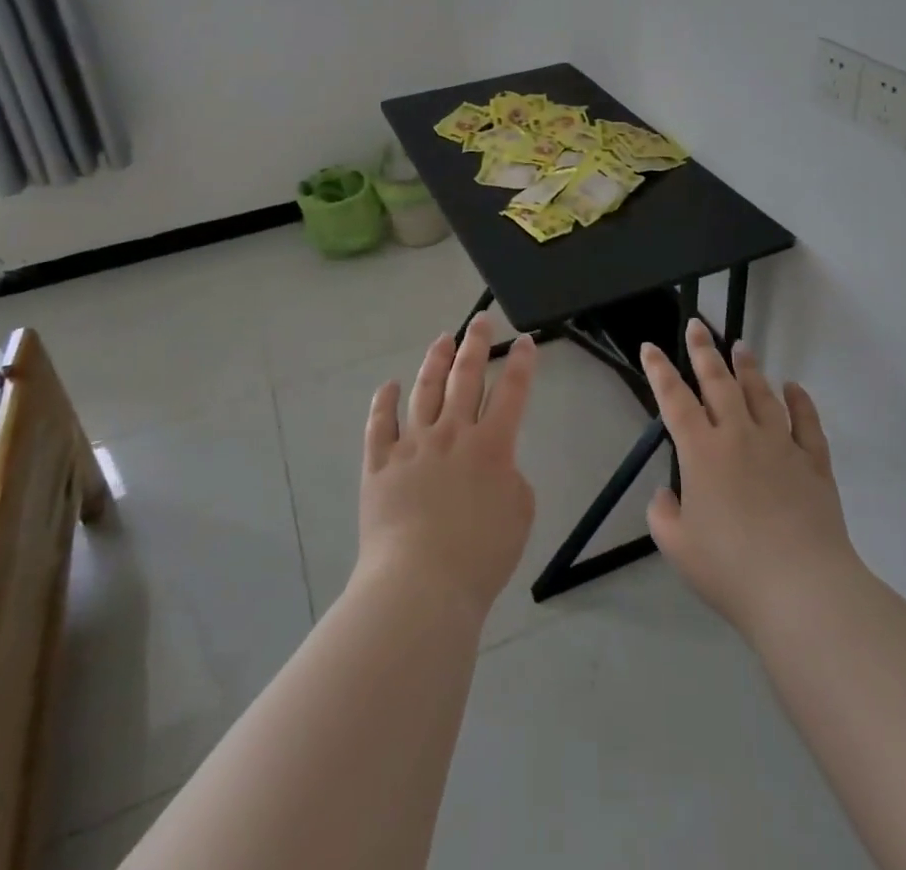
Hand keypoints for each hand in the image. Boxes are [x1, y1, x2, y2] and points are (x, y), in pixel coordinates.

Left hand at [356, 315, 537, 621]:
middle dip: (476, 344)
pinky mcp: (379, 463)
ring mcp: (412, 445)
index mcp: (492, 446)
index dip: (522, 363)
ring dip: (435, 361)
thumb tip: (494, 465)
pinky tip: (389, 385)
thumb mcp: (519, 515)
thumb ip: (511, 479)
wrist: (420, 584)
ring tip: (443, 339)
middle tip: (481, 321)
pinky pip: (380, 424)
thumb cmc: (480, 557)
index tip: (525, 340)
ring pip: (425, 390)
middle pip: (465, 377)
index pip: (512, 392)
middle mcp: (452, 433)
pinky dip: (384, 401)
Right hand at [643, 320, 861, 637]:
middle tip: (698, 326)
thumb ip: (663, 514)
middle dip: (704, 351)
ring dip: (748, 369)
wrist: (802, 589)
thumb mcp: (677, 546)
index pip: (674, 399)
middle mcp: (739, 436)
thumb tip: (668, 494)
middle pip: (719, 383)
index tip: (650, 347)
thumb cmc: (731, 569)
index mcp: (701, 451)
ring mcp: (780, 446)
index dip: (659, 370)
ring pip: (762, 395)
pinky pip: (807, 423)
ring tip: (741, 347)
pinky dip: (800, 402)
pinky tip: (794, 387)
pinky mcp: (813, 464)